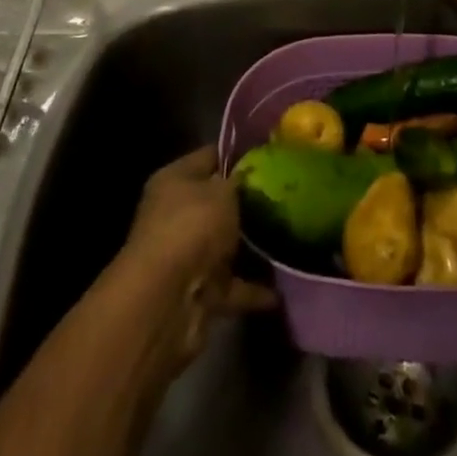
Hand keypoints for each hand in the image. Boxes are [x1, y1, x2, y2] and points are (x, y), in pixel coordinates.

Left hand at [115, 148, 274, 376]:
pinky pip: (231, 286)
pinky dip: (252, 289)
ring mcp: (185, 255)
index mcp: (175, 179)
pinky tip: (281, 289)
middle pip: (217, 203)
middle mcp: (176, 214)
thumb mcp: (223, 191)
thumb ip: (239, 181)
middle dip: (249, 203)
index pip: (210, 156)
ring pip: (224, 245)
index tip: (272, 156)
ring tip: (289, 241)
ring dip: (251, 248)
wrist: (167, 300)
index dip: (239, 155)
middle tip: (286, 198)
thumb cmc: (192, 227)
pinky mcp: (197, 291)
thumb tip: (249, 175)